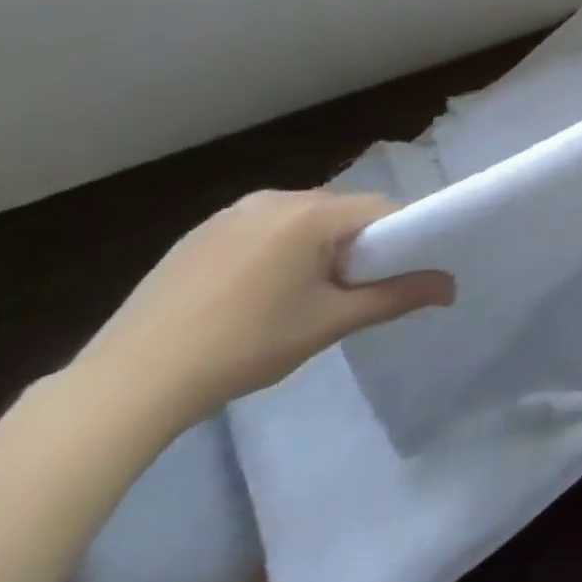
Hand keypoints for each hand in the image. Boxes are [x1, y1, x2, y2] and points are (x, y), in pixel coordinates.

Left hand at [74, 190, 454, 432]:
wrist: (129, 383)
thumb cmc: (246, 346)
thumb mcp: (330, 323)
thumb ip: (397, 296)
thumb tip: (452, 286)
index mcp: (312, 212)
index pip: (380, 209)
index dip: (396, 240)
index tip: (391, 277)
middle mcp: (276, 198)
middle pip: (340, 212)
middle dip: (352, 245)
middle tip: (344, 294)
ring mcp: (231, 212)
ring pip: (299, 220)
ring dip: (312, 248)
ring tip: (296, 299)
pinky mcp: (198, 233)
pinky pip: (260, 230)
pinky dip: (272, 252)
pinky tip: (251, 296)